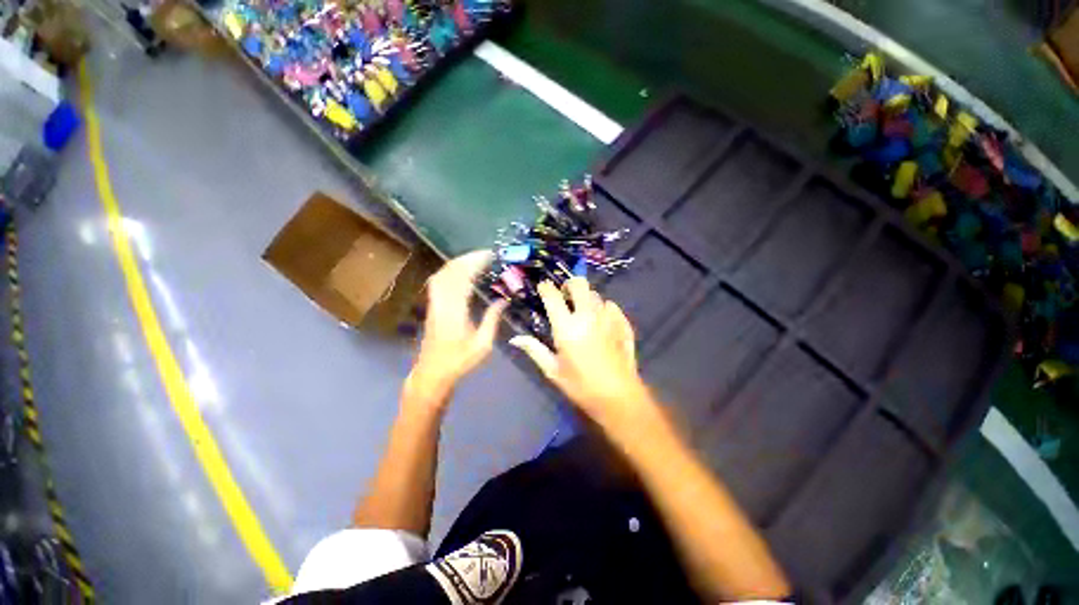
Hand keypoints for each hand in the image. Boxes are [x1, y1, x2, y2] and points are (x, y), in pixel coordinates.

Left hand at [408, 250, 505, 402]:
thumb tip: (503, 300)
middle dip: (467, 258)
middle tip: (485, 254)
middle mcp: (442, 303)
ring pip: (442, 275)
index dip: (475, 263)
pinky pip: (438, 282)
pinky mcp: (431, 307)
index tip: (489, 256)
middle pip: (450, 272)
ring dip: (458, 263)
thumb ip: (492, 320)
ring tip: (475, 259)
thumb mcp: (482, 345)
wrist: (432, 374)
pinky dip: (450, 272)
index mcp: (456, 311)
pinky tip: (460, 272)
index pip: (463, 278)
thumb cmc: (459, 362)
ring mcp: (434, 304)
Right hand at [510, 278, 650, 428]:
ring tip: (582, 312)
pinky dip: (603, 308)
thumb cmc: (581, 386)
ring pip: (596, 294)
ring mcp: (608, 317)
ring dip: (586, 298)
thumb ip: (534, 350)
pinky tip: (601, 321)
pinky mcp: (623, 323)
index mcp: (567, 326)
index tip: (543, 288)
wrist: (619, 397)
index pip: (552, 295)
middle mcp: (588, 315)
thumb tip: (516, 338)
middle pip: (579, 283)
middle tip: (565, 297)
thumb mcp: (553, 370)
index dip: (545, 288)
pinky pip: (611, 306)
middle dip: (569, 285)